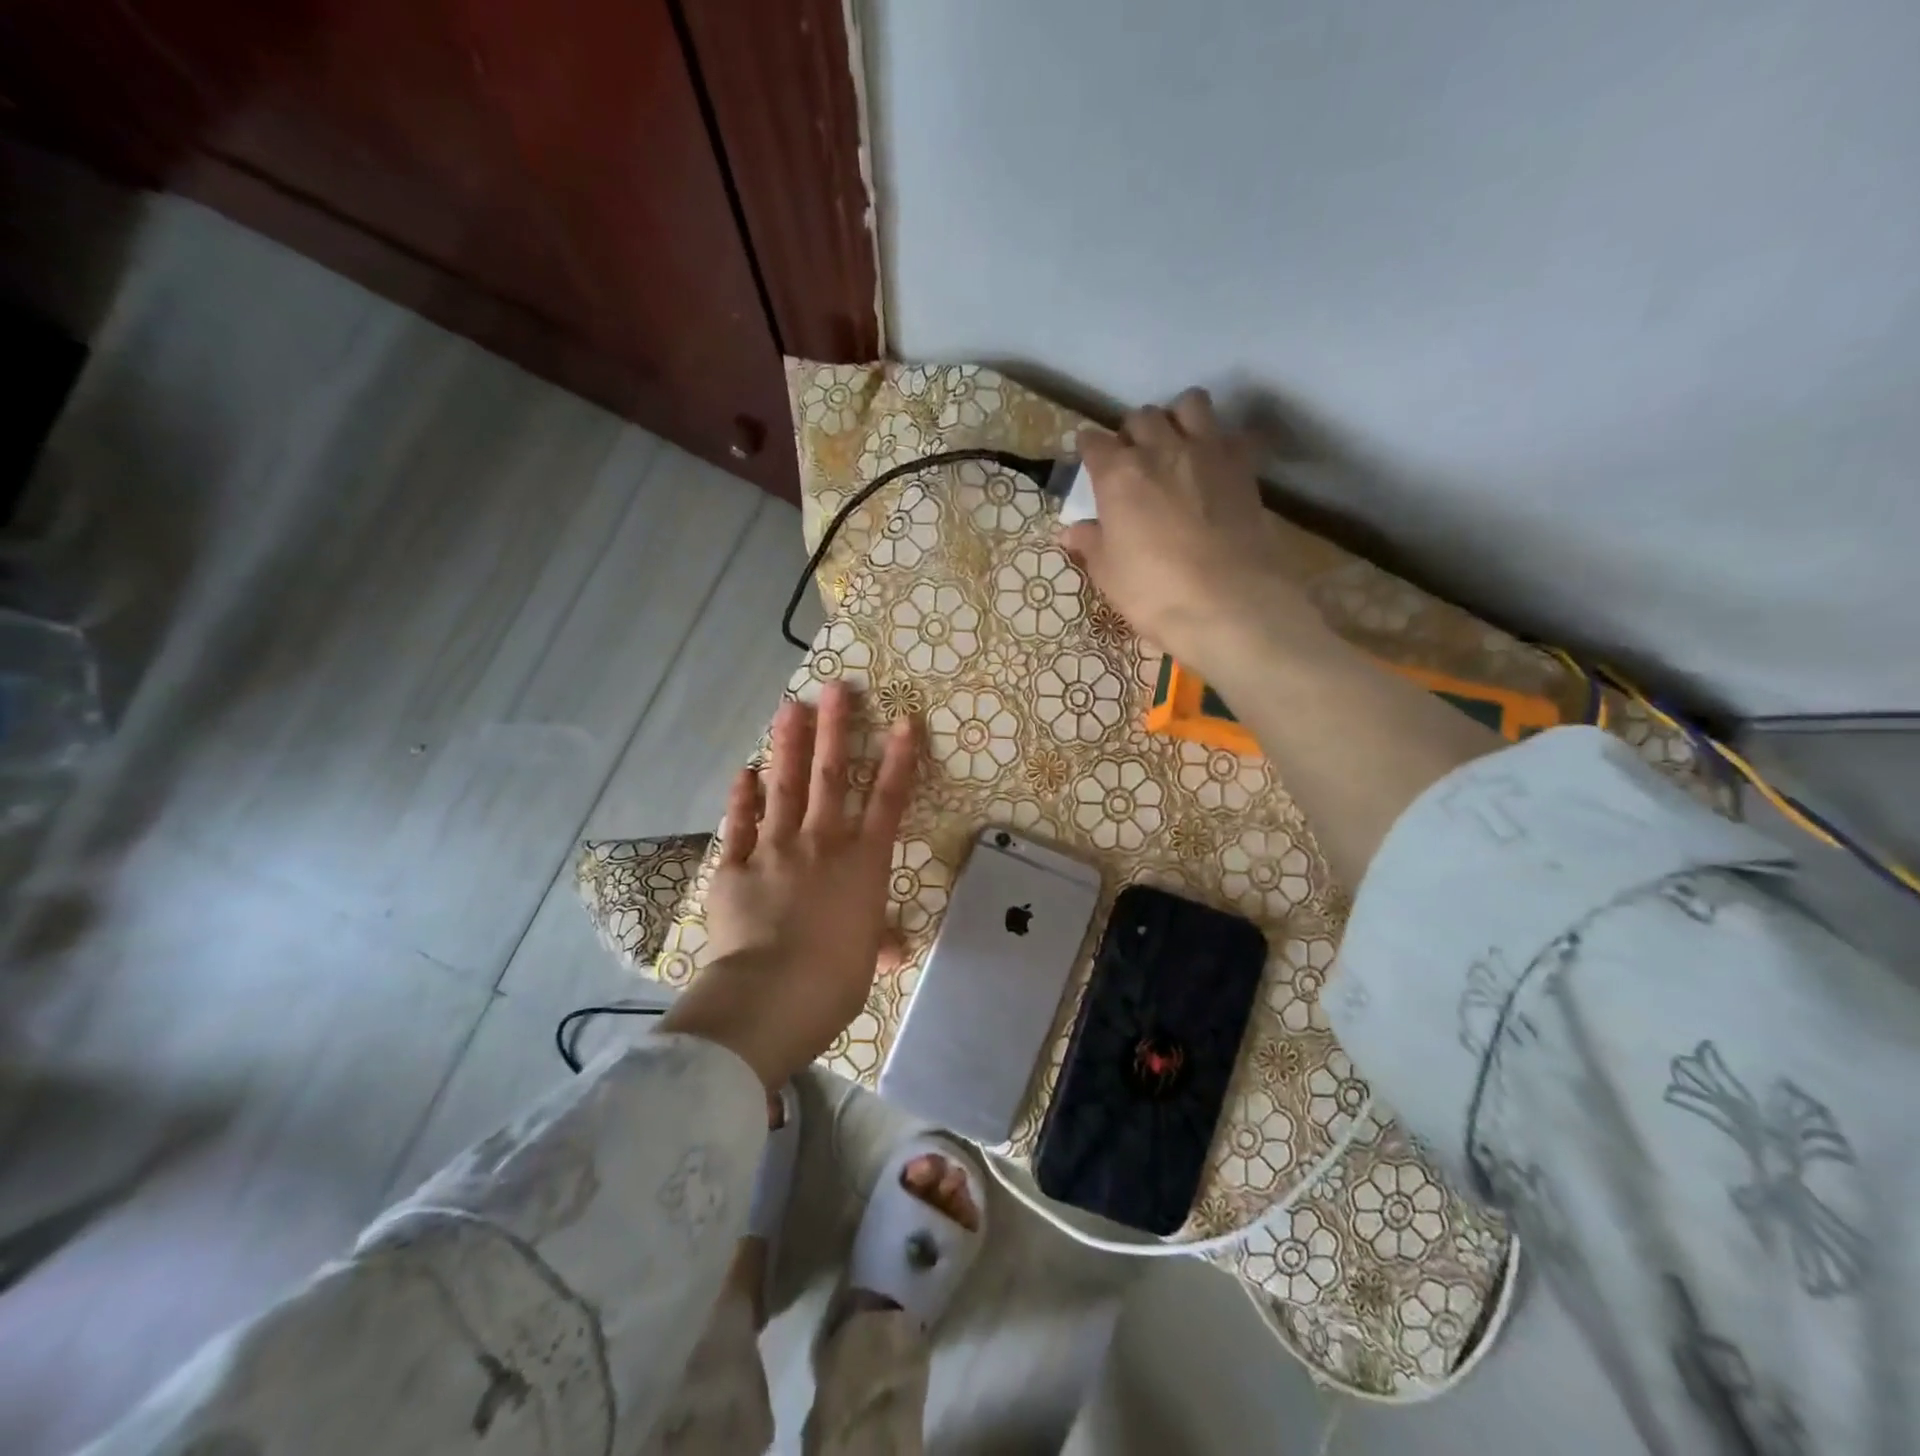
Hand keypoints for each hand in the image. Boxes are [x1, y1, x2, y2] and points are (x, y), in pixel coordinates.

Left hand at [659, 682, 918, 1086]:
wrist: (772, 995)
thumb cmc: (834, 980)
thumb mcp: (865, 960)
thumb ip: (877, 942)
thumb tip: (895, 948)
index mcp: (863, 864)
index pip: (889, 802)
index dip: (900, 759)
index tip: (905, 721)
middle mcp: (822, 844)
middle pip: (832, 776)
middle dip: (836, 729)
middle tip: (836, 688)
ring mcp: (776, 849)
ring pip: (785, 787)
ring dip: (788, 745)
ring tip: (790, 707)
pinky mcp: (736, 866)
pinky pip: (740, 825)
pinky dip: (742, 798)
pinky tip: (744, 772)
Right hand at [1058, 389, 1328, 687]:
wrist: (1229, 603)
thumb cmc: (1154, 592)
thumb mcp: (1109, 574)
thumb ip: (1091, 544)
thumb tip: (1072, 531)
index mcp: (1118, 474)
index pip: (1094, 442)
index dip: (1089, 448)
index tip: (1090, 460)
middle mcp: (1160, 450)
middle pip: (1141, 417)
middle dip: (1133, 432)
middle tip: (1133, 459)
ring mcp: (1207, 452)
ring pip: (1190, 404)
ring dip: (1178, 418)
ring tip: (1175, 446)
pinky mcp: (1243, 466)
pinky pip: (1230, 433)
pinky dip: (1219, 441)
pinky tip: (1214, 466)